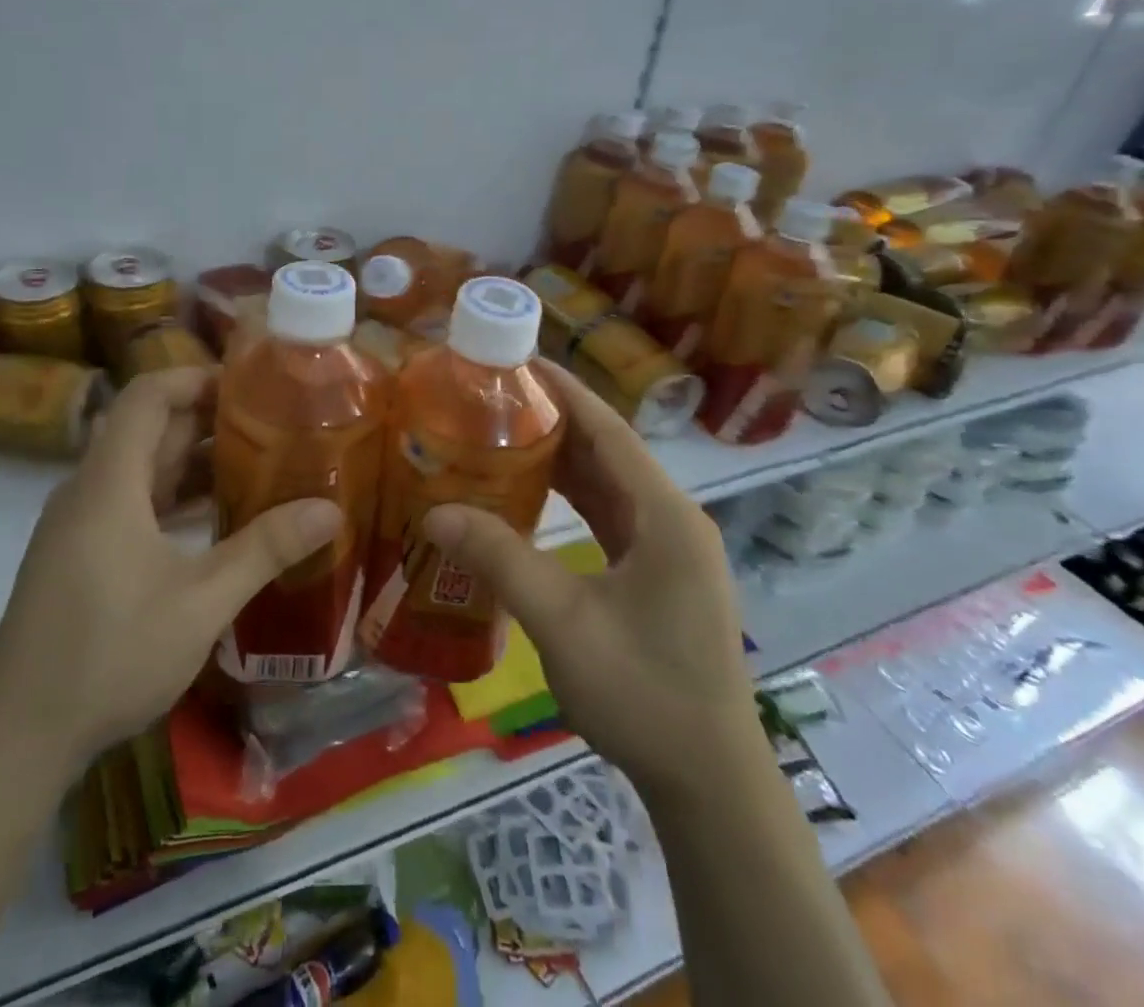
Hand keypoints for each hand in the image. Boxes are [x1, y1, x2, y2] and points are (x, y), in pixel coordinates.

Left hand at [0, 368, 339, 765]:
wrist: (19, 736)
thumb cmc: (110, 654)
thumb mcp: (201, 601)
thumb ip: (265, 549)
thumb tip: (330, 510)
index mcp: (109, 483)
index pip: (147, 395)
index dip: (195, 378)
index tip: (250, 385)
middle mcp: (89, 491)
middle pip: (147, 429)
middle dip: (207, 420)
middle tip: (272, 424)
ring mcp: (80, 525)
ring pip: (140, 469)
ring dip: (192, 462)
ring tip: (257, 463)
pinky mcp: (80, 555)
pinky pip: (131, 503)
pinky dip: (173, 498)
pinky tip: (216, 519)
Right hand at [423, 362, 758, 789]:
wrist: (708, 782)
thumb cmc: (644, 694)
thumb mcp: (562, 621)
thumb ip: (500, 559)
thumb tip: (435, 511)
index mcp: (664, 516)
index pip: (610, 431)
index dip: (566, 391)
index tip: (520, 360)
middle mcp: (672, 520)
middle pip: (609, 452)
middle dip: (555, 420)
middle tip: (494, 398)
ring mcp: (668, 549)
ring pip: (609, 484)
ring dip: (562, 458)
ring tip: (503, 433)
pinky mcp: (658, 574)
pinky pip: (610, 516)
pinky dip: (572, 498)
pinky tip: (532, 493)